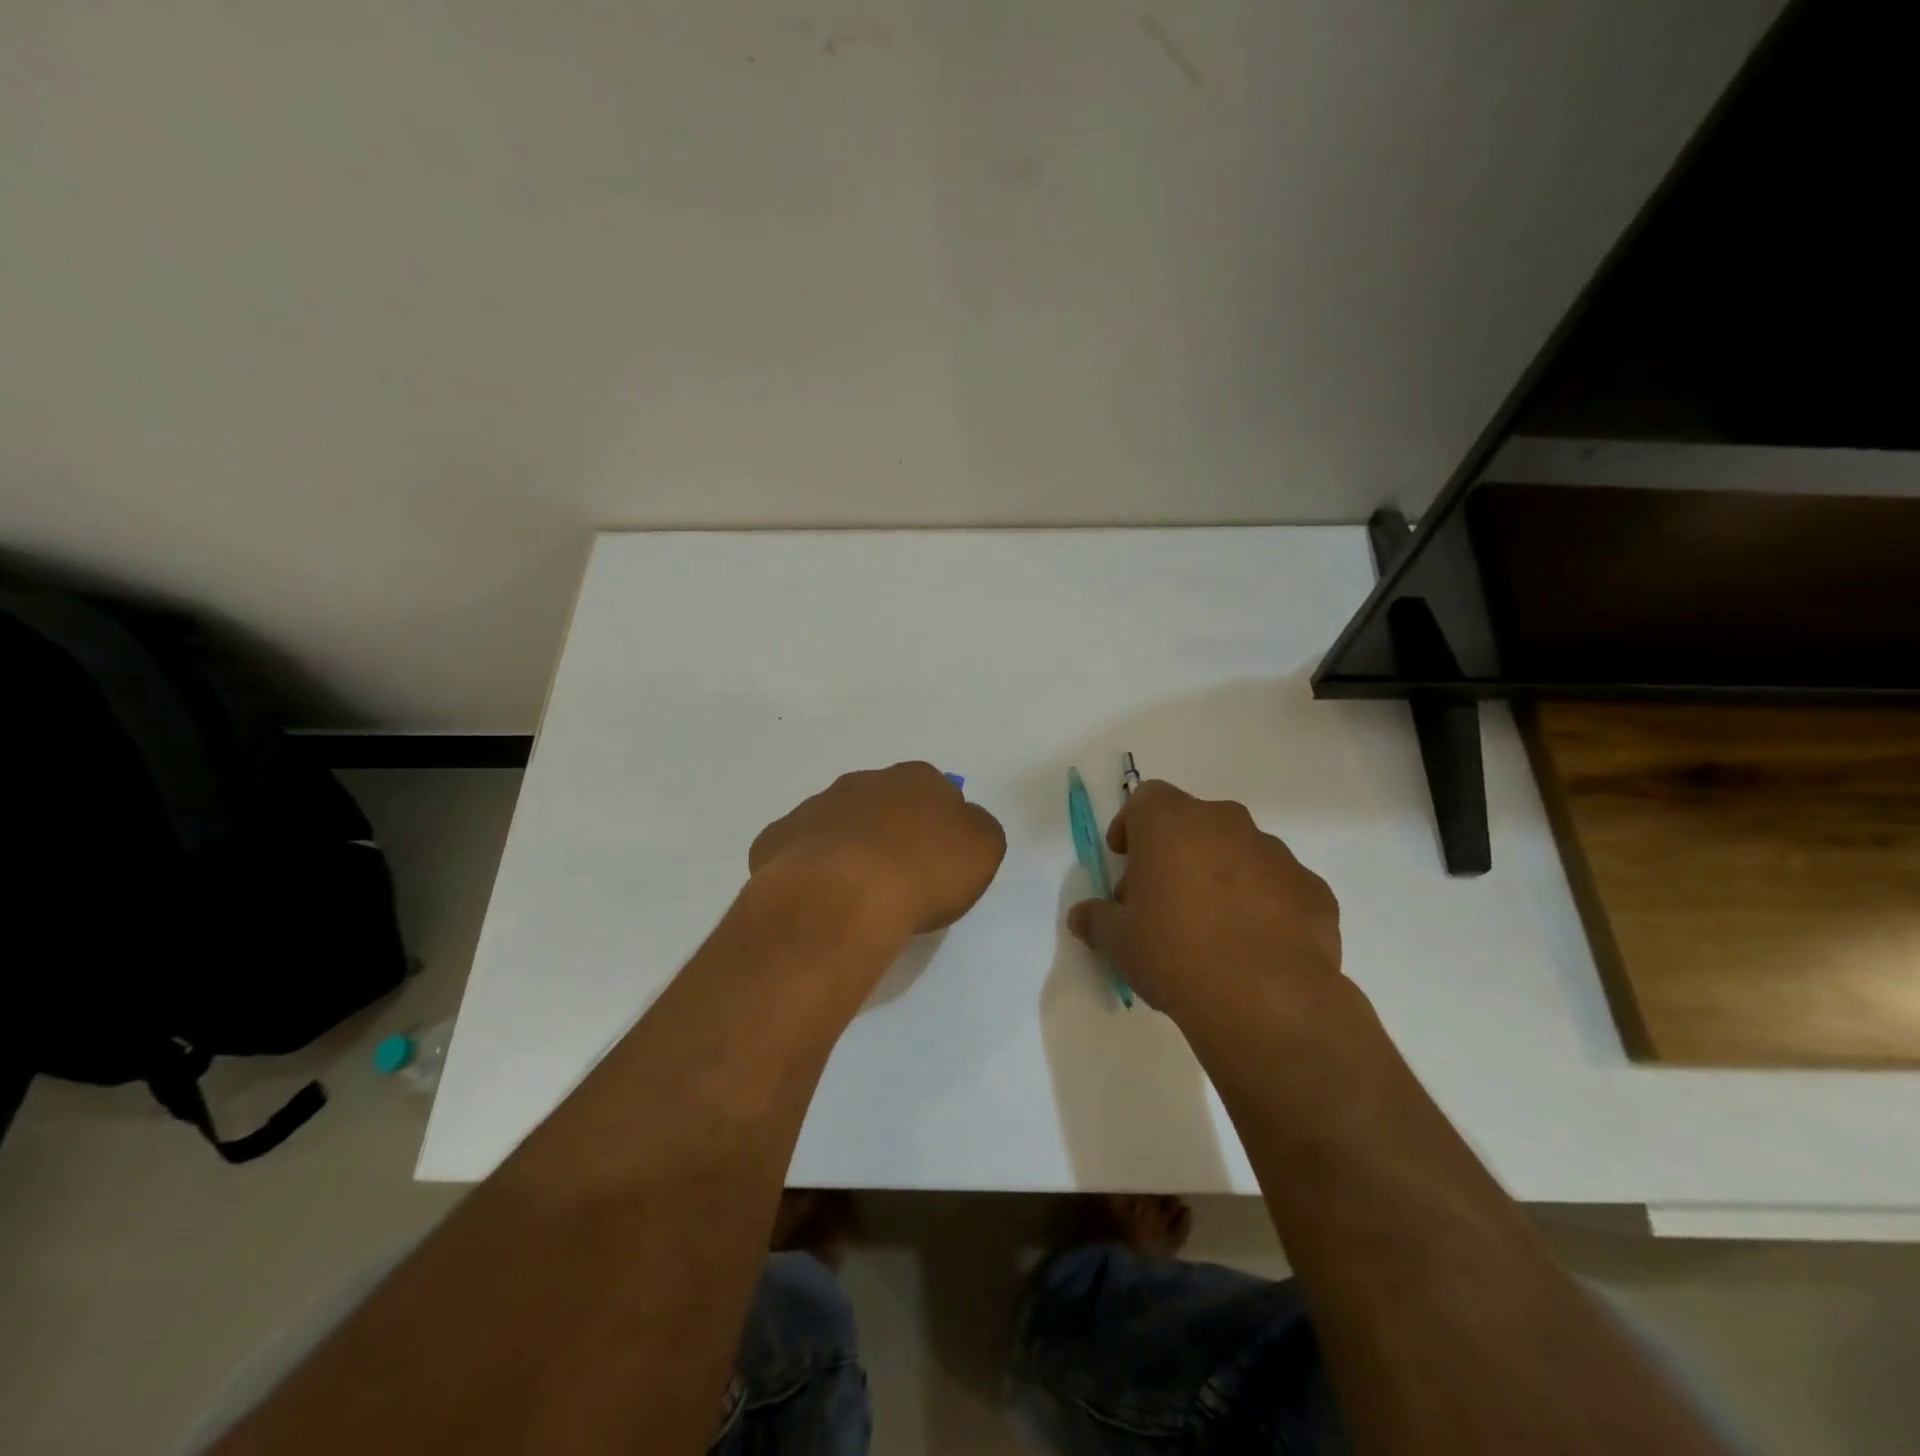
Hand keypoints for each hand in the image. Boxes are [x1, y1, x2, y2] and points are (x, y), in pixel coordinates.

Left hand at [749, 762, 1006, 935]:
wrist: (844, 896)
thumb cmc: (923, 872)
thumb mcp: (982, 850)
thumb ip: (976, 829)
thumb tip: (962, 823)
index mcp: (916, 779)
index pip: (934, 790)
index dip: (937, 823)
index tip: (938, 858)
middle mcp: (863, 782)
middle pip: (882, 803)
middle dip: (889, 830)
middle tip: (898, 876)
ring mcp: (815, 807)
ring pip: (838, 823)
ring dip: (848, 848)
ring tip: (856, 894)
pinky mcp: (778, 838)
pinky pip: (800, 851)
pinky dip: (810, 869)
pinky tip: (820, 899)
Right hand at [1068, 780, 1341, 1029]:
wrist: (1266, 1000)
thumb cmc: (1174, 953)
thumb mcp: (1119, 941)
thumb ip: (1097, 919)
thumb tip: (1082, 916)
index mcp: (1172, 822)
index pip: (1146, 799)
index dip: (1132, 826)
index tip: (1125, 859)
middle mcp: (1226, 823)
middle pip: (1193, 824)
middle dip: (1175, 854)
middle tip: (1162, 901)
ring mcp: (1276, 853)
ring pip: (1238, 852)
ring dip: (1220, 875)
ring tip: (1211, 928)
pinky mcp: (1313, 889)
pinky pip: (1278, 886)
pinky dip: (1263, 904)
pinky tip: (1253, 946)